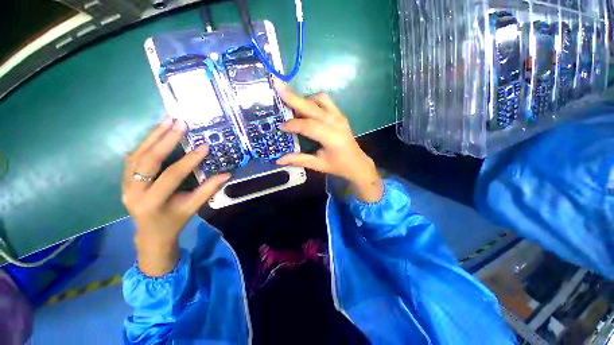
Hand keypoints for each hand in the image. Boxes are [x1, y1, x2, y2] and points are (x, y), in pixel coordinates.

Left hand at [122, 118, 229, 276]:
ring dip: (152, 136)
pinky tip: (156, 133)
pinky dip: (145, 143)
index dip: (189, 160)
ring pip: (137, 155)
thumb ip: (208, 189)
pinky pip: (133, 157)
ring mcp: (125, 184)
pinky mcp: (124, 179)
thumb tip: (226, 174)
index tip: (204, 146)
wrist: (150, 233)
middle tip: (179, 123)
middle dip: (164, 140)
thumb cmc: (174, 221)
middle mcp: (133, 191)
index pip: (171, 175)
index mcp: (152, 202)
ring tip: (167, 121)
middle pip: (147, 160)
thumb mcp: (193, 207)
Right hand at [274, 81, 383, 202]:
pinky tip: (306, 109)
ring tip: (291, 106)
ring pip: (319, 99)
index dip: (292, 124)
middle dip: (292, 97)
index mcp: (331, 138)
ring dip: (304, 99)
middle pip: (311, 107)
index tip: (280, 126)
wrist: (357, 163)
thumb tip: (279, 159)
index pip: (308, 126)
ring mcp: (339, 116)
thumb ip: (299, 159)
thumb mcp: (318, 165)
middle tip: (277, 85)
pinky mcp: (340, 114)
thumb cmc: (338, 166)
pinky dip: (313, 101)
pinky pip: (325, 101)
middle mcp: (336, 122)